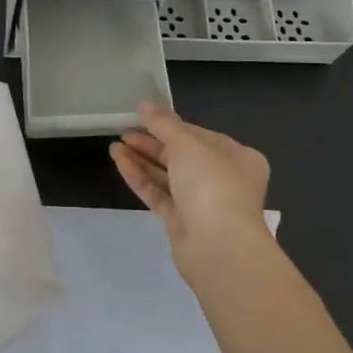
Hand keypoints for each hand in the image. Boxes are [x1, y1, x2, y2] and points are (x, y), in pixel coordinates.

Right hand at [111, 102, 272, 283]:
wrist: (218, 248)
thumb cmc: (212, 185)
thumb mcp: (188, 144)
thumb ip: (164, 123)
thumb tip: (144, 104)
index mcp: (238, 157)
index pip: (200, 135)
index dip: (172, 125)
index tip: (144, 117)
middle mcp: (223, 179)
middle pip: (183, 155)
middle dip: (152, 143)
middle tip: (124, 131)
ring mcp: (202, 203)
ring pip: (168, 176)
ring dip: (142, 160)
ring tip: (114, 145)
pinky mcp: (182, 222)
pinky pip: (159, 194)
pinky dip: (140, 178)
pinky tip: (119, 162)